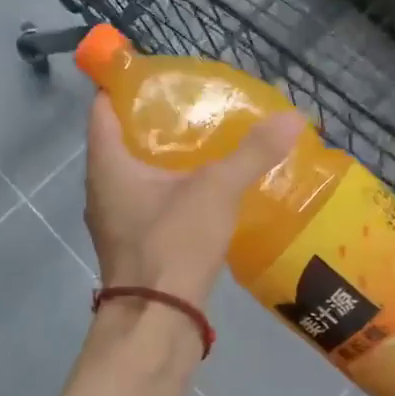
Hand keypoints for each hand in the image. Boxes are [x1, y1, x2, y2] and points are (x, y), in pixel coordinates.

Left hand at [83, 95, 304, 307]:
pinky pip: (145, 203)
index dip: (125, 85)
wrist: (157, 322)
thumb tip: (293, 117)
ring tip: (202, 142)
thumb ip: (252, 153)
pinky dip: (167, 190)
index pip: (104, 108)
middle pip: (120, 141)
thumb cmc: (173, 244)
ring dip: (161, 159)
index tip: (158, 74)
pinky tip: (201, 190)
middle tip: (192, 105)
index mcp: (107, 165)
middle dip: (152, 122)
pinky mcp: (131, 245)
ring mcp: (113, 221)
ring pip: (133, 175)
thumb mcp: (216, 190)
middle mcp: (101, 189)